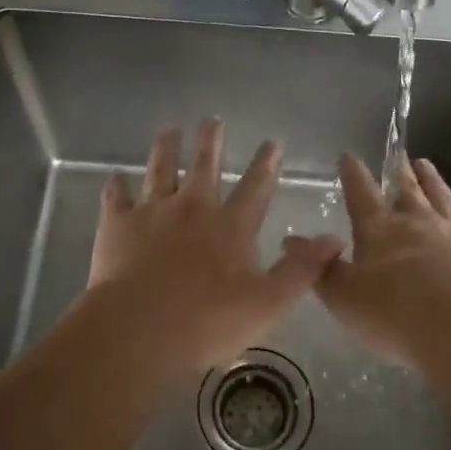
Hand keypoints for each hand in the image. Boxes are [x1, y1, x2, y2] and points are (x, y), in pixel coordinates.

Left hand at [80, 119, 341, 374]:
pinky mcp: (117, 226)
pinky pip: (116, 198)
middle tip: (212, 120)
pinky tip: (115, 179)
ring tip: (169, 128)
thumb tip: (335, 239)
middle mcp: (192, 208)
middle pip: (204, 166)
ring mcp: (152, 213)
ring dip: (166, 148)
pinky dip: (116, 187)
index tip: (272, 142)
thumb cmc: (207, 322)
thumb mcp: (268, 303)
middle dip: (211, 141)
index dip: (266, 165)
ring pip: (160, 170)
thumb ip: (301, 270)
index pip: (255, 188)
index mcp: (230, 227)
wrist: (137, 330)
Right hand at [314, 153, 450, 366]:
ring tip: (426, 166)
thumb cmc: (394, 317)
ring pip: (444, 199)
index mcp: (380, 229)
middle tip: (399, 155)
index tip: (348, 156)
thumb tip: (291, 240)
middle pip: (408, 189)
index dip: (353, 172)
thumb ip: (320, 268)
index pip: (361, 191)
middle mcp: (419, 223)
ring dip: (434, 181)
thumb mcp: (343, 297)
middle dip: (400, 171)